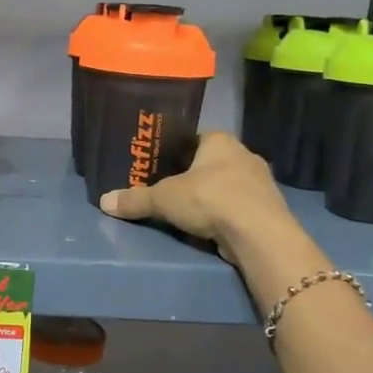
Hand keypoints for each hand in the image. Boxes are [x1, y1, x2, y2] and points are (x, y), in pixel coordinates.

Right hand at [100, 132, 298, 268]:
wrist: (258, 233)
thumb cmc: (210, 199)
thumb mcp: (164, 199)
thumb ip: (135, 199)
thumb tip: (104, 201)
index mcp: (220, 140)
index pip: (194, 139)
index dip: (176, 152)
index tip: (161, 167)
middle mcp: (244, 154)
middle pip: (212, 162)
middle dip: (194, 176)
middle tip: (171, 191)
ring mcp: (261, 182)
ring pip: (229, 184)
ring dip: (213, 196)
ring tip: (190, 212)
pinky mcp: (269, 208)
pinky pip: (241, 206)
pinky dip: (227, 214)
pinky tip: (213, 227)